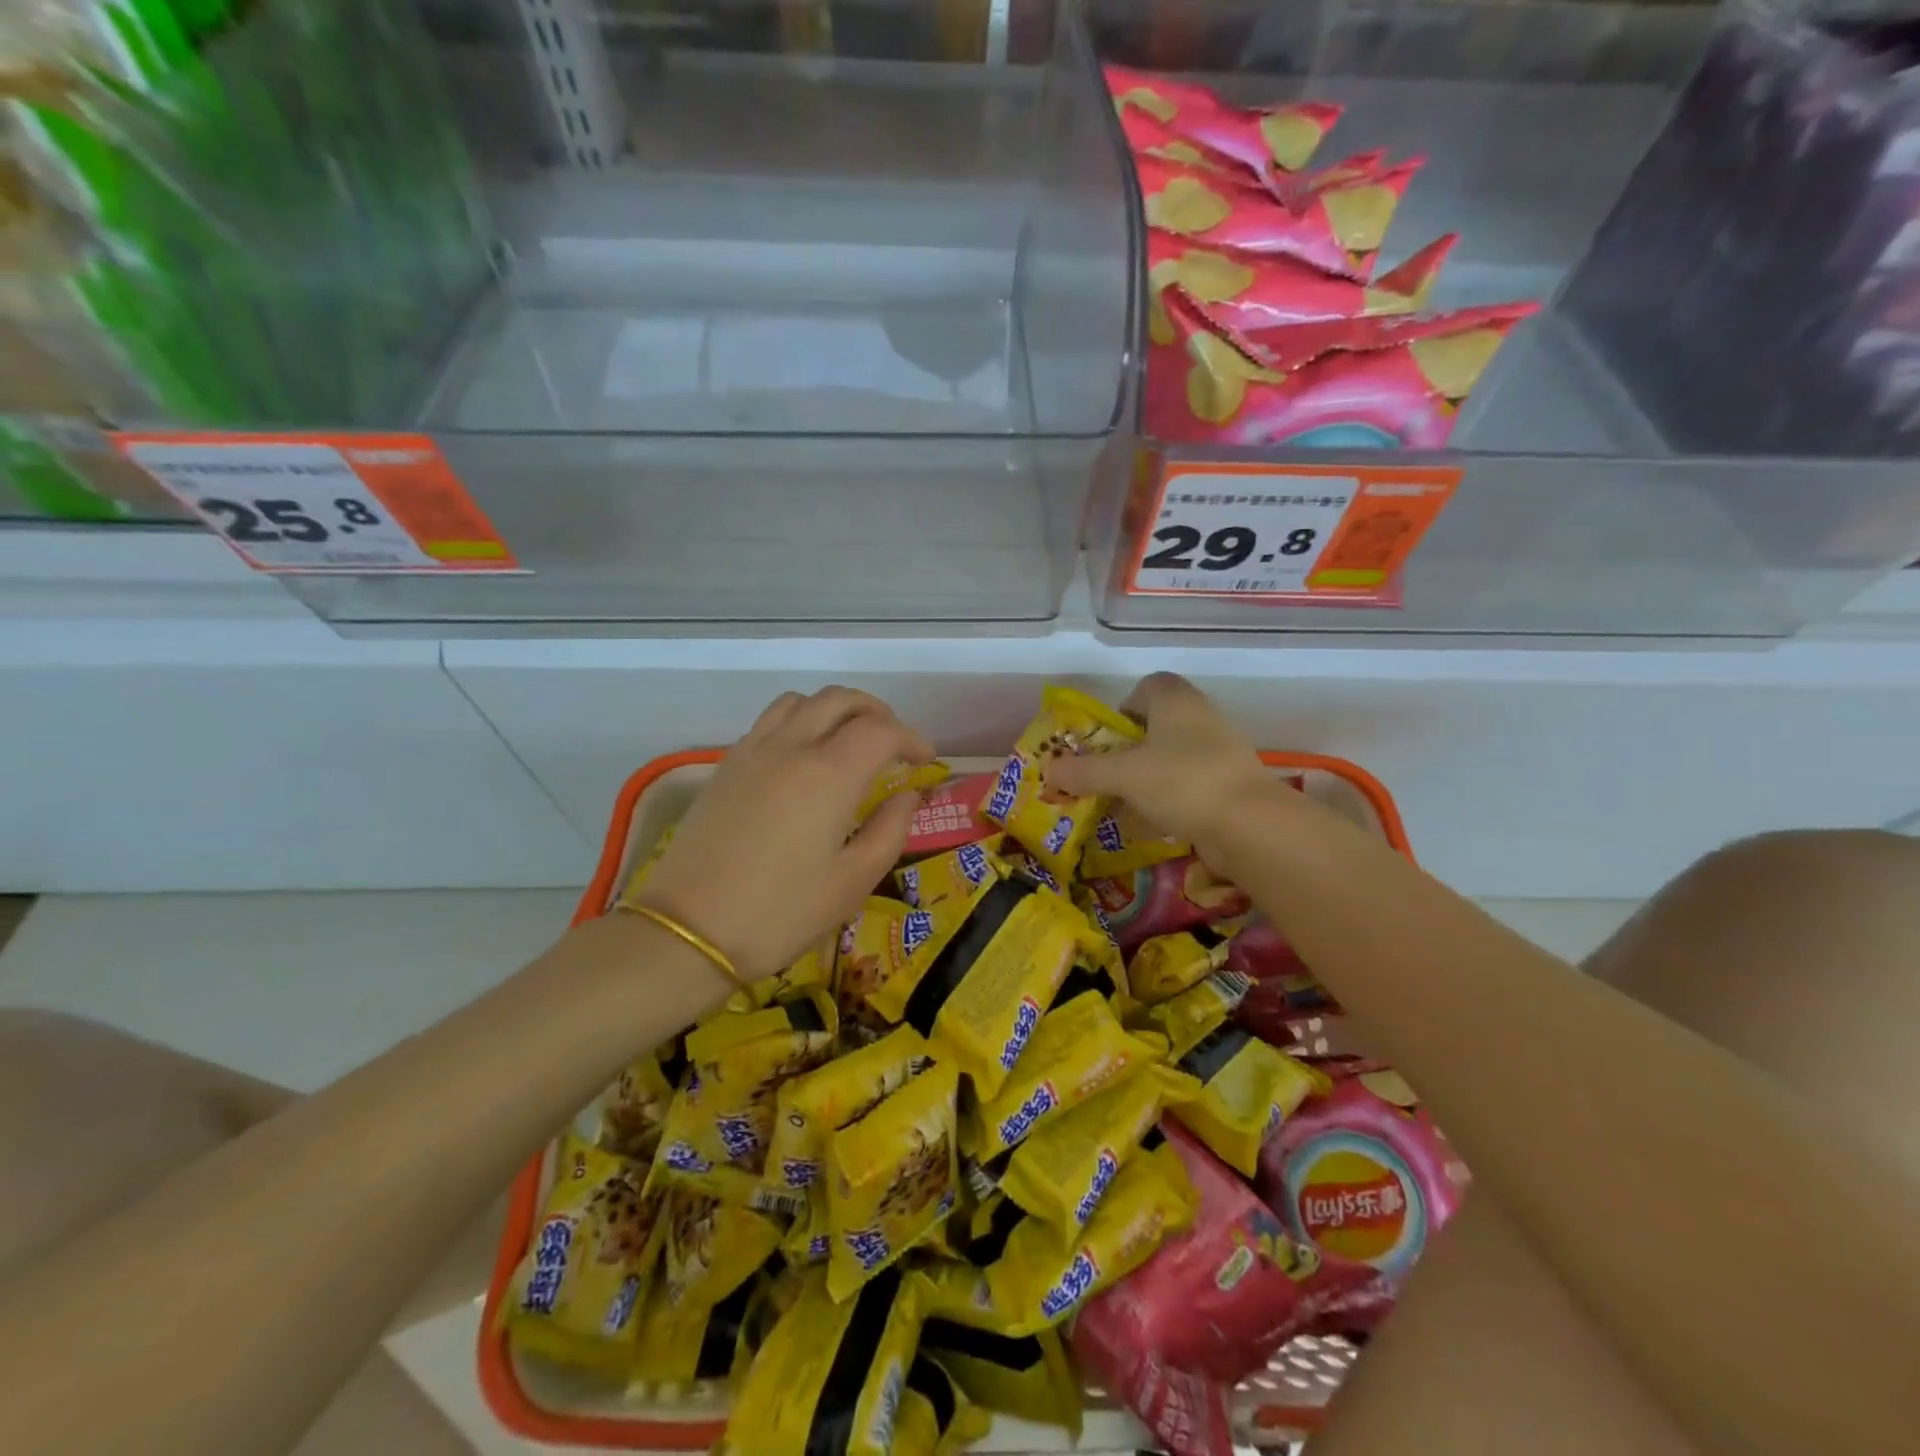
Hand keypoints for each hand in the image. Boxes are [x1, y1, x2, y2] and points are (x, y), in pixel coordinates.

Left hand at [634, 688, 933, 980]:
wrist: (689, 931)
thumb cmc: (781, 913)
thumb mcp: (852, 883)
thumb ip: (890, 831)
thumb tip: (908, 796)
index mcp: (829, 775)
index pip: (882, 730)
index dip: (912, 738)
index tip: (926, 760)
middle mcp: (791, 747)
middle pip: (841, 700)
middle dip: (877, 712)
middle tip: (894, 743)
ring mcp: (753, 751)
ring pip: (801, 701)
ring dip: (835, 709)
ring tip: (849, 740)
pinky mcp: (726, 765)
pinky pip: (771, 720)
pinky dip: (801, 720)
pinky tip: (804, 757)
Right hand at [1045, 673, 1297, 865]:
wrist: (1249, 824)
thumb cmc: (1181, 781)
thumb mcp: (1122, 775)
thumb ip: (1083, 772)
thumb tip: (1048, 770)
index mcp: (1176, 700)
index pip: (1148, 686)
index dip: (1124, 706)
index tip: (1107, 737)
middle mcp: (1201, 717)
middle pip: (1158, 724)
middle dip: (1130, 748)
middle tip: (1107, 772)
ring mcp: (1221, 751)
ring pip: (1174, 756)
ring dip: (1149, 775)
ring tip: (1124, 800)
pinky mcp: (1230, 783)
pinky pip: (1190, 783)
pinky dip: (1170, 797)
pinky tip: (1154, 821)